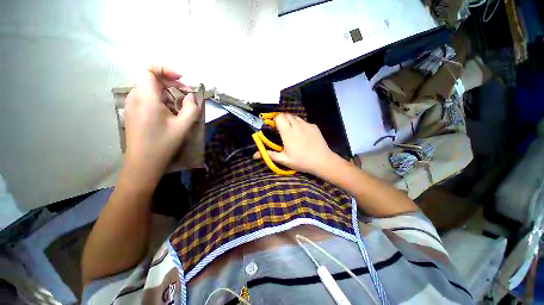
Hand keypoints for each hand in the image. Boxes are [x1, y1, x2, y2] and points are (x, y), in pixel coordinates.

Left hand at [124, 65, 202, 175]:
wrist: (143, 163)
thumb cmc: (163, 143)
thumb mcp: (183, 126)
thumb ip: (191, 108)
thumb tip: (192, 97)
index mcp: (145, 98)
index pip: (149, 71)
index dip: (166, 70)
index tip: (181, 78)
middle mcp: (135, 98)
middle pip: (152, 80)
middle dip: (171, 84)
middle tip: (187, 95)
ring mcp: (132, 106)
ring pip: (150, 90)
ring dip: (167, 94)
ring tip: (180, 107)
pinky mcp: (133, 113)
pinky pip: (147, 99)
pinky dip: (161, 101)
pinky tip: (170, 114)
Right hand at [253, 113, 337, 175]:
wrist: (322, 161)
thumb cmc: (302, 161)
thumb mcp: (284, 160)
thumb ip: (269, 155)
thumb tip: (254, 155)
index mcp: (288, 132)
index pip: (279, 116)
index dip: (275, 119)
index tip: (273, 127)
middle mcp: (297, 125)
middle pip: (286, 115)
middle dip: (282, 119)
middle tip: (281, 130)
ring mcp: (307, 124)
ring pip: (295, 117)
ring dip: (290, 121)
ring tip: (291, 131)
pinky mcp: (314, 126)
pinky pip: (304, 121)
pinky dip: (300, 124)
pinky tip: (302, 134)